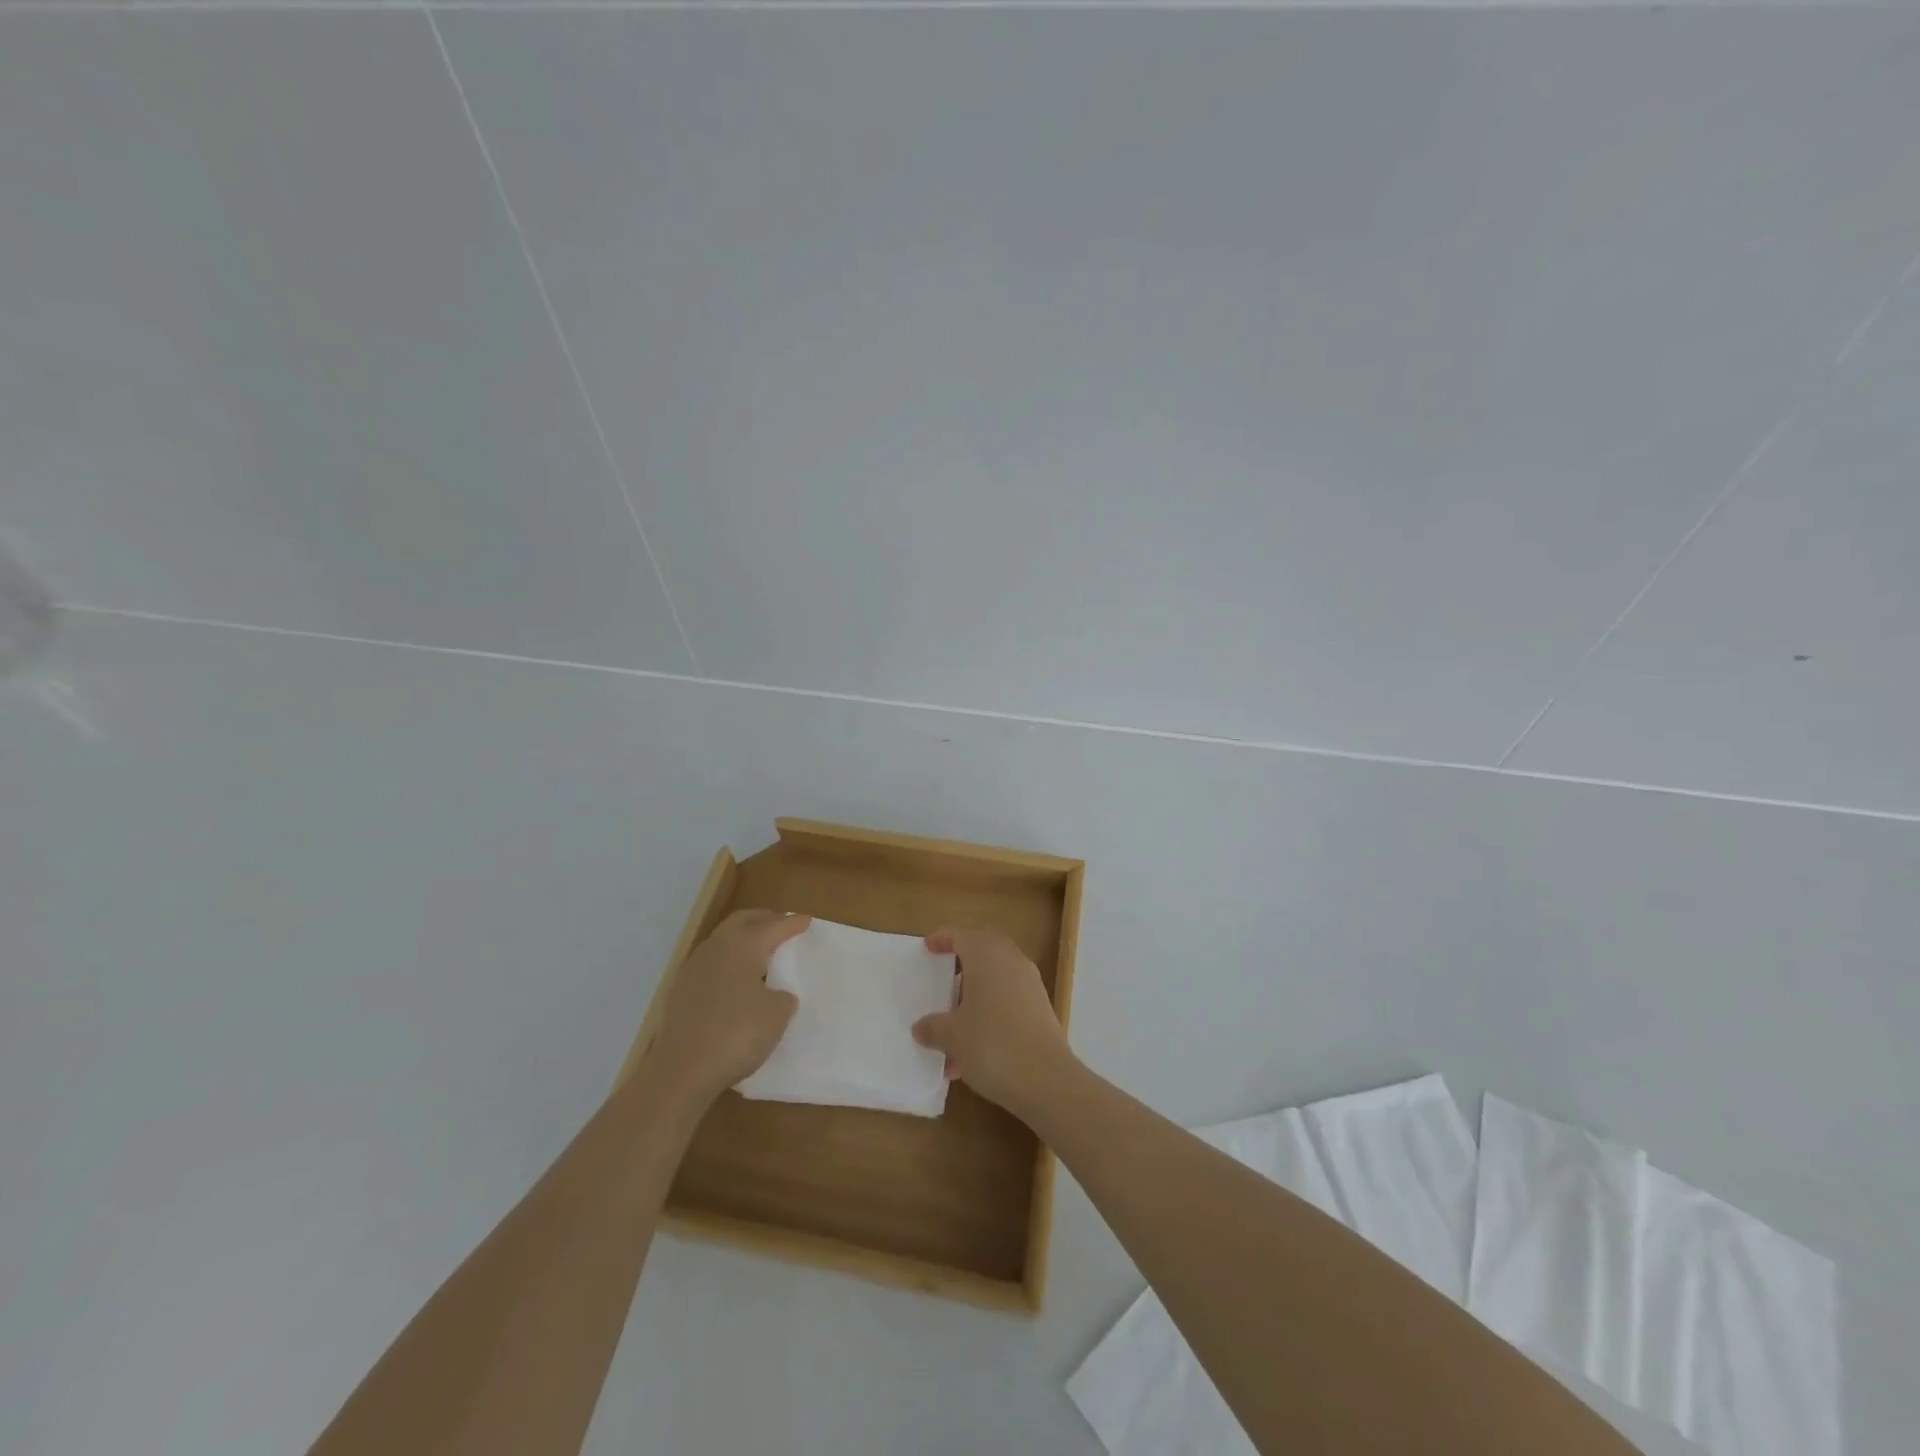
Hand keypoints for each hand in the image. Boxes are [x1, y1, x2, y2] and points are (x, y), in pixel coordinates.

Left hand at [646, 909, 809, 1107]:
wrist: (682, 1070)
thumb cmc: (737, 1033)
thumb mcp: (777, 1015)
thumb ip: (782, 997)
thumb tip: (775, 995)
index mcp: (742, 946)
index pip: (773, 927)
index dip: (791, 924)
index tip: (806, 920)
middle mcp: (716, 949)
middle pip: (741, 922)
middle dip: (763, 920)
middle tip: (780, 925)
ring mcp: (693, 970)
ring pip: (723, 942)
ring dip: (742, 941)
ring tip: (760, 954)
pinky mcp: (680, 993)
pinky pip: (711, 966)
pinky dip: (728, 964)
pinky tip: (736, 982)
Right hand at [911, 924, 1070, 1114]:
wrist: (1045, 1079)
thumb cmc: (991, 1044)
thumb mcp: (952, 1036)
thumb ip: (933, 1027)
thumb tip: (921, 1028)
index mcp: (986, 956)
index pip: (961, 934)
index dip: (943, 938)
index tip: (928, 947)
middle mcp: (1010, 961)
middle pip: (984, 947)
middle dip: (963, 956)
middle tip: (943, 971)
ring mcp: (1030, 984)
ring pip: (997, 975)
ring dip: (976, 990)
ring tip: (952, 1023)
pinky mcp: (1040, 1008)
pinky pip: (1009, 998)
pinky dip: (990, 1011)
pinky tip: (972, 1049)